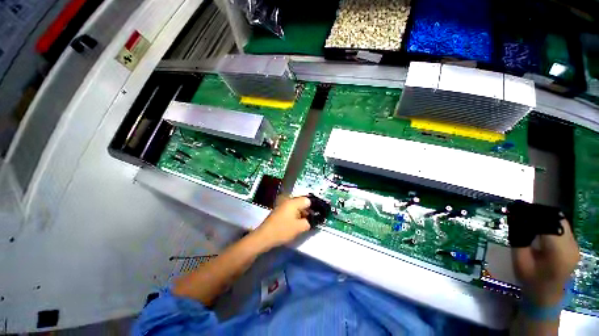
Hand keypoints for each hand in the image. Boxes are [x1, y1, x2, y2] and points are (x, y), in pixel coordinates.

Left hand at [252, 196, 311, 250]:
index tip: (318, 215)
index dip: (314, 207)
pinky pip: (291, 210)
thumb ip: (309, 222)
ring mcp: (283, 205)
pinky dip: (296, 215)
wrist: (264, 237)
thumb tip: (314, 219)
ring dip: (302, 214)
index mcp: (293, 202)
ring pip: (297, 207)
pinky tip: (297, 223)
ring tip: (305, 223)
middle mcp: (288, 200)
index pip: (308, 200)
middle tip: (313, 220)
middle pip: (302, 202)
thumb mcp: (299, 227)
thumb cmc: (282, 230)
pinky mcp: (279, 211)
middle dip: (308, 211)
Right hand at [512, 219, 579, 305]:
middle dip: (539, 213)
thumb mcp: (520, 261)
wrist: (546, 296)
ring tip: (528, 218)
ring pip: (560, 221)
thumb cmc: (530, 280)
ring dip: (544, 217)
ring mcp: (575, 246)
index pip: (548, 224)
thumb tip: (514, 219)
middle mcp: (571, 246)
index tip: (516, 210)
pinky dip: (550, 223)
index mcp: (558, 252)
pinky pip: (562, 227)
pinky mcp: (574, 246)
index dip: (532, 215)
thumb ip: (519, 240)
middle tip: (520, 212)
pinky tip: (539, 227)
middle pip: (557, 219)